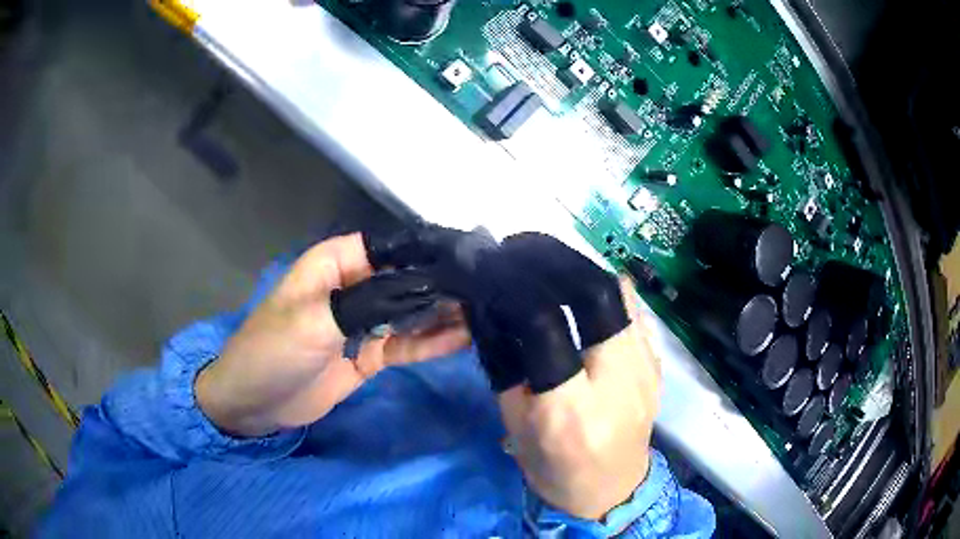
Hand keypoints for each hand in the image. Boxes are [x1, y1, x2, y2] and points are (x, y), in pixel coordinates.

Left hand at [196, 233, 470, 436]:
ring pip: (409, 313)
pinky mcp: (369, 355)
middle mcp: (353, 288)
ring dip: (441, 314)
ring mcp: (363, 323)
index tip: (464, 258)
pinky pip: (404, 344)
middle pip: (404, 280)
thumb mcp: (313, 322)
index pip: (387, 247)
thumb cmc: (272, 352)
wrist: (254, 403)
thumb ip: (367, 303)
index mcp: (334, 265)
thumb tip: (420, 289)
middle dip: (441, 285)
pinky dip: (430, 342)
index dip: (423, 250)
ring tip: (482, 313)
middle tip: (484, 291)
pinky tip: (462, 339)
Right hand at [471, 233, 660, 519]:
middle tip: (519, 248)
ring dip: (576, 267)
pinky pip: (630, 307)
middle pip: (596, 293)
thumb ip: (505, 360)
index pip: (543, 324)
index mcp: (569, 411)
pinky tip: (577, 290)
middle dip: (552, 259)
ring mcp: (647, 370)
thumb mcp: (514, 423)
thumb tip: (490, 304)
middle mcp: (617, 383)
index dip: (512, 286)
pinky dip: (600, 288)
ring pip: (617, 291)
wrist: (612, 491)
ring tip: (544, 264)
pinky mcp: (657, 363)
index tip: (489, 267)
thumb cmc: (553, 469)